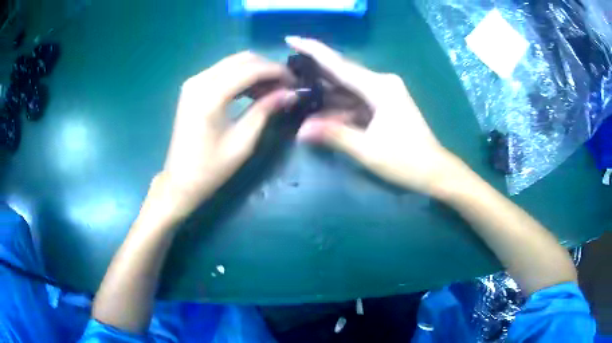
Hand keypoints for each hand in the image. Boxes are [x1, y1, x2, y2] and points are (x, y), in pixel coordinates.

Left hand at [157, 51, 296, 218]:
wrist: (181, 180)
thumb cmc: (211, 167)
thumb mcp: (243, 141)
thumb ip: (265, 110)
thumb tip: (291, 93)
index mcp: (210, 96)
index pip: (251, 69)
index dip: (277, 71)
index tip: (295, 82)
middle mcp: (199, 81)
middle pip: (242, 59)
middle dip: (268, 68)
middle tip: (286, 86)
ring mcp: (194, 82)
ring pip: (233, 62)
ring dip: (256, 71)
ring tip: (273, 90)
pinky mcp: (193, 87)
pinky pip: (223, 71)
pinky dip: (241, 76)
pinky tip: (254, 91)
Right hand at [287, 37, 462, 195]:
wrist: (435, 171)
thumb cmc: (406, 160)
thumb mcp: (367, 150)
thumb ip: (334, 135)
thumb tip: (301, 131)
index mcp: (380, 87)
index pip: (339, 65)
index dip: (314, 51)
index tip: (291, 39)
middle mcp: (382, 83)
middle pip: (343, 73)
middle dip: (315, 72)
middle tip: (287, 71)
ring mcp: (385, 93)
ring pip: (348, 88)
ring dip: (326, 94)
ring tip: (298, 92)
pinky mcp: (386, 104)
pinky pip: (357, 100)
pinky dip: (340, 106)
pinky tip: (322, 112)